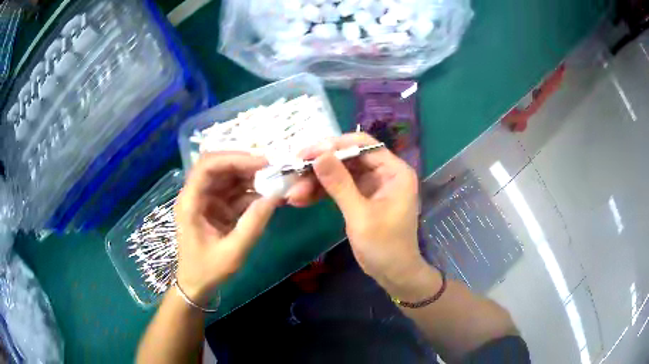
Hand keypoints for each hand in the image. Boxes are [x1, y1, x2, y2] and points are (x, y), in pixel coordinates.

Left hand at [174, 152, 280, 302]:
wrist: (197, 284)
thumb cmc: (208, 270)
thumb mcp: (232, 251)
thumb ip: (253, 224)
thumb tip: (275, 196)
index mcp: (191, 201)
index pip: (207, 166)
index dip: (234, 158)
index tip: (262, 162)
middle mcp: (197, 194)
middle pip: (220, 166)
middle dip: (246, 164)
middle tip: (274, 167)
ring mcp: (207, 199)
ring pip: (229, 176)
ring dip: (252, 176)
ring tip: (276, 179)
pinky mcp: (217, 206)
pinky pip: (235, 191)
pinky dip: (252, 191)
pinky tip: (269, 194)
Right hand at [292, 133, 427, 288]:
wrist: (393, 273)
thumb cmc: (385, 246)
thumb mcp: (360, 215)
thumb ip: (339, 184)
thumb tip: (318, 154)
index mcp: (394, 171)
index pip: (363, 145)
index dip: (333, 146)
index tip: (306, 153)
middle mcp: (384, 172)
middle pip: (348, 158)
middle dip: (320, 167)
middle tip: (293, 172)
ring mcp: (372, 184)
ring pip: (340, 173)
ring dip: (316, 181)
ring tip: (293, 193)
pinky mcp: (361, 197)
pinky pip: (339, 188)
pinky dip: (321, 192)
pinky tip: (301, 199)